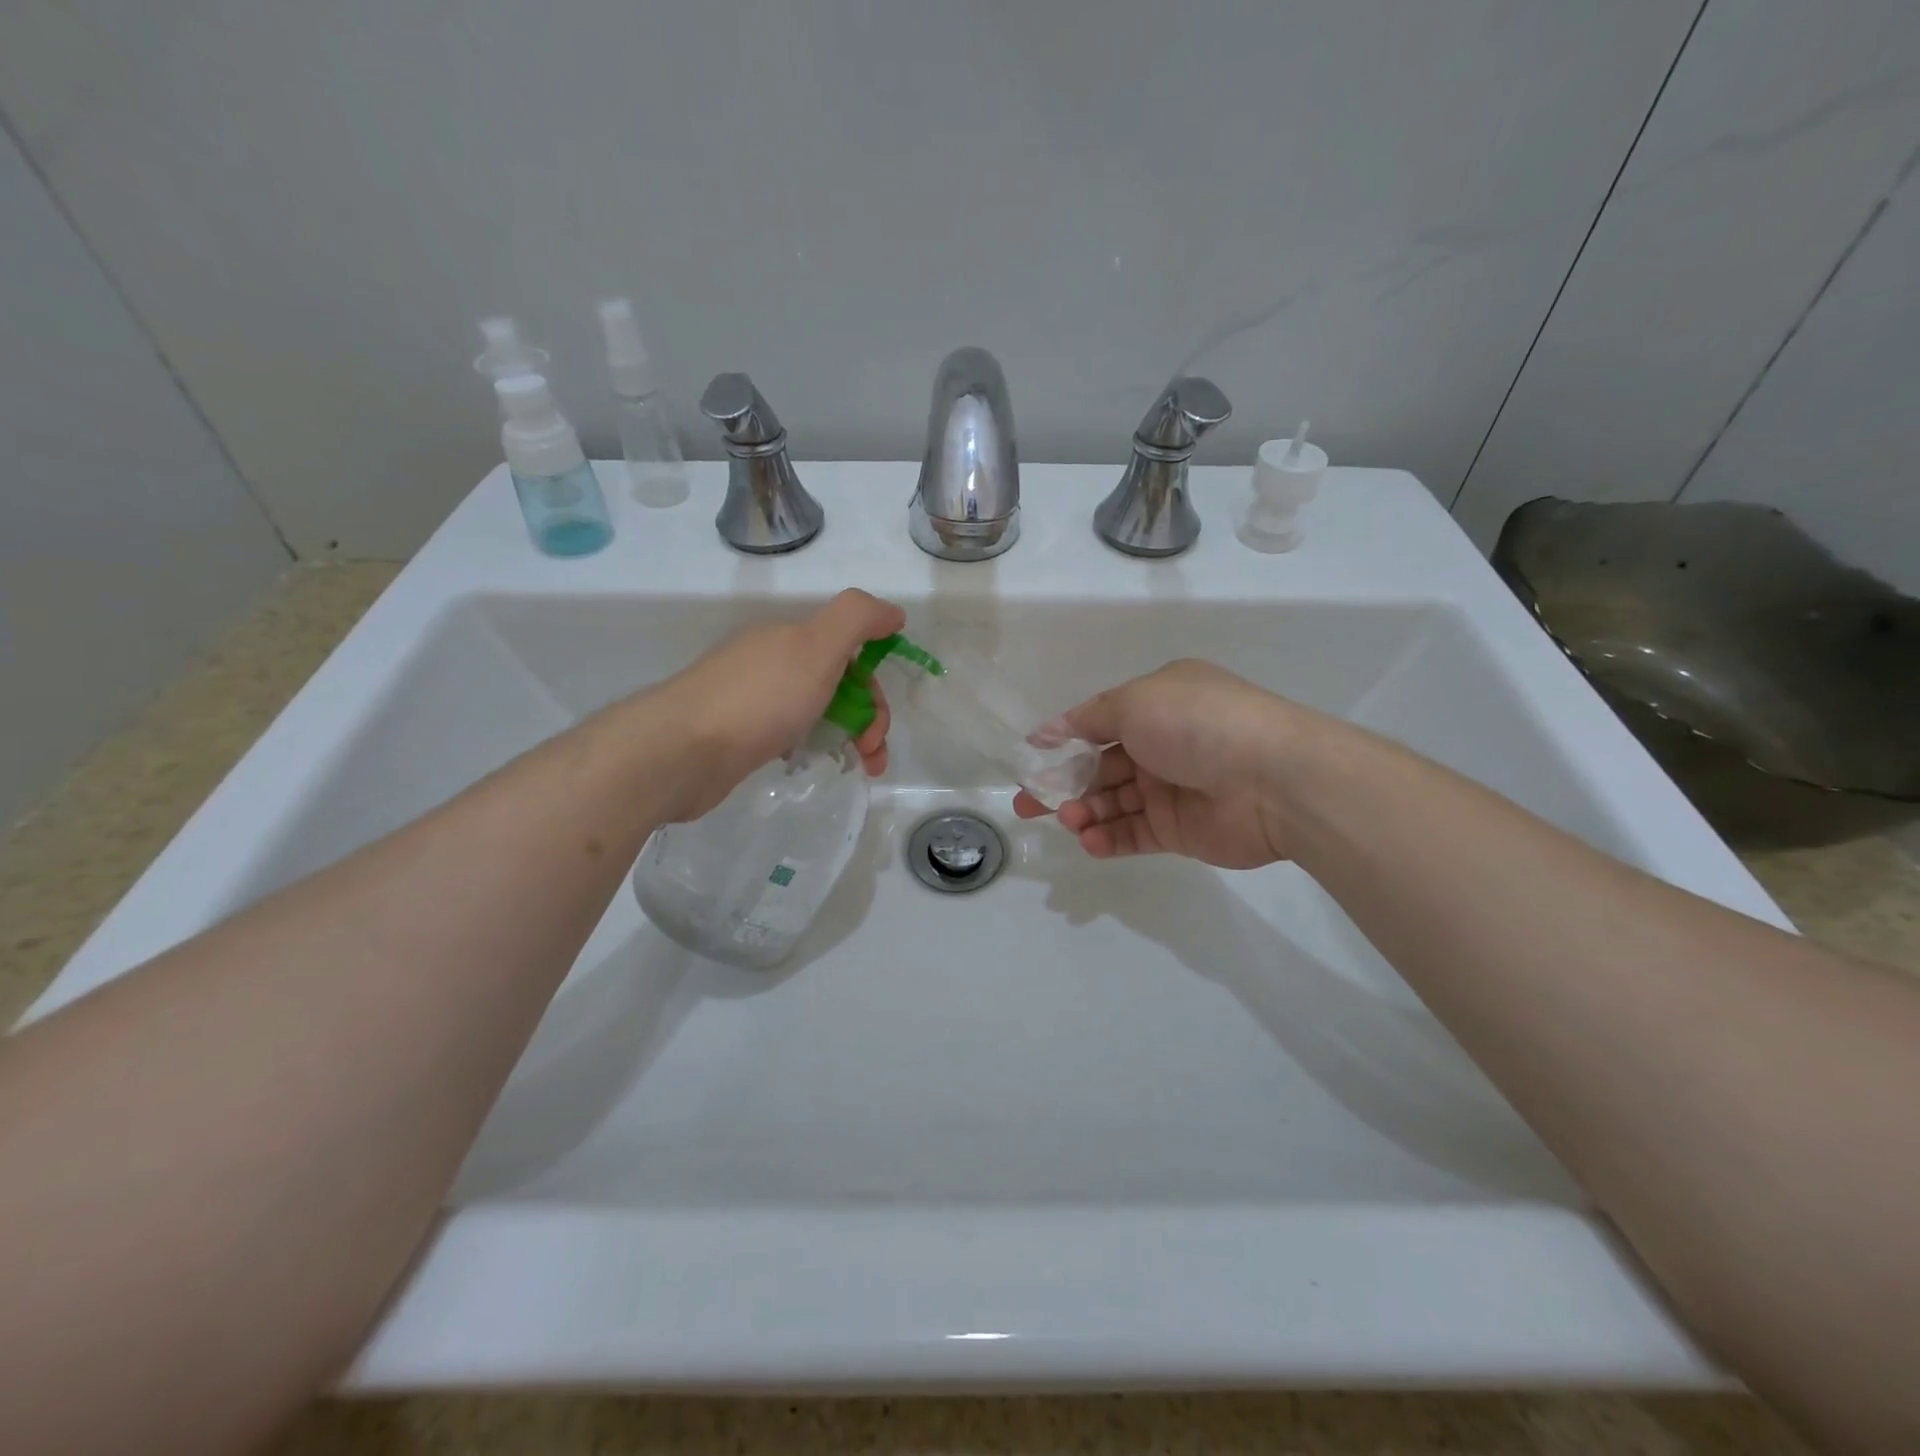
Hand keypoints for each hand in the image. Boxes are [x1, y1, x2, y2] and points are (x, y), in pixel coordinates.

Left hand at [646, 589, 905, 821]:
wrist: (682, 751)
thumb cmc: (760, 698)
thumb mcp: (817, 646)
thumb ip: (858, 619)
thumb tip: (893, 612)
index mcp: (792, 638)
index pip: (851, 653)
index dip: (874, 685)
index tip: (878, 722)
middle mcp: (773, 662)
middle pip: (838, 683)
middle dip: (867, 718)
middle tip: (870, 754)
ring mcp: (753, 698)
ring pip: (816, 711)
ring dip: (847, 737)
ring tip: (860, 769)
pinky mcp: (738, 734)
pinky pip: (789, 732)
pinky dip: (810, 746)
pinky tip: (806, 763)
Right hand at [1013, 660, 1303, 867]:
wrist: (1271, 779)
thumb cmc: (1196, 723)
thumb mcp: (1135, 701)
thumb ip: (1087, 719)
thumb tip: (1046, 733)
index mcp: (1157, 705)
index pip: (1099, 723)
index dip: (1063, 740)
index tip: (1031, 759)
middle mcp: (1163, 745)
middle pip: (1099, 767)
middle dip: (1062, 784)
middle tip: (1027, 803)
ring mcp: (1171, 789)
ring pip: (1113, 803)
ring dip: (1083, 811)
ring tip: (1066, 820)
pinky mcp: (1178, 831)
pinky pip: (1132, 834)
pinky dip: (1106, 838)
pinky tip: (1088, 840)